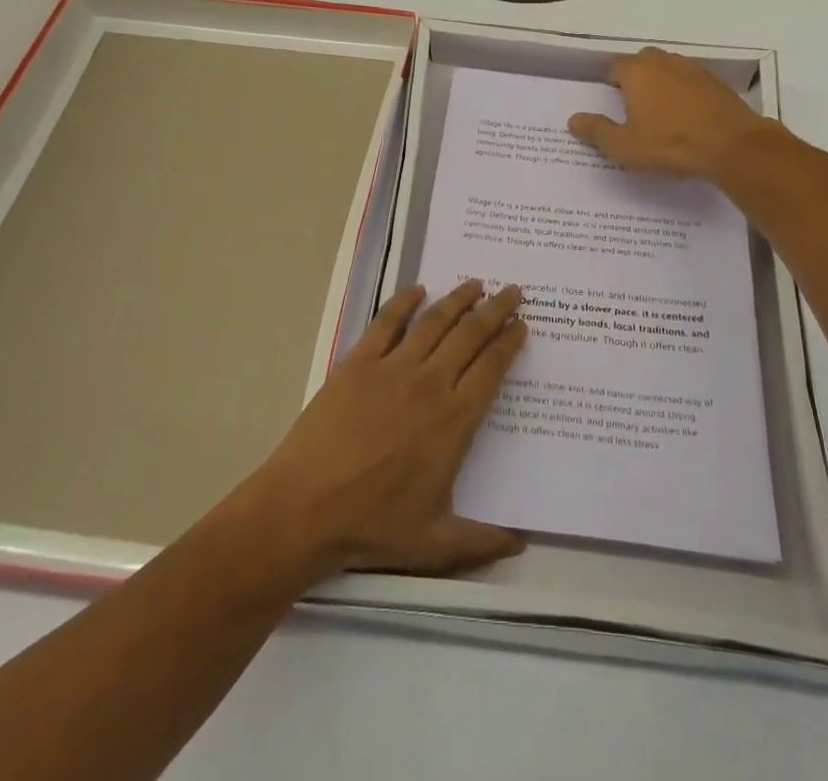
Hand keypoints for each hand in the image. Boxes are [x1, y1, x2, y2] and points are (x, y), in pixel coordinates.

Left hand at [241, 280, 527, 578]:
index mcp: (454, 420)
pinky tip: (417, 290)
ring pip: (435, 321)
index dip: (509, 343)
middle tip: (511, 291)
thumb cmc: (372, 526)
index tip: (522, 324)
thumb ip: (482, 541)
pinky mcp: (358, 362)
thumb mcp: (435, 544)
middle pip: (471, 335)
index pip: (492, 369)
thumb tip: (523, 544)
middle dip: (495, 309)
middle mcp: (431, 383)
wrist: (304, 509)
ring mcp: (393, 368)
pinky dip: (404, 302)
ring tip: (475, 284)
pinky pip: (387, 322)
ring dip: (458, 299)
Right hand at [568, 46, 768, 179]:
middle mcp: (664, 62)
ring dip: (662, 83)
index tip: (608, 98)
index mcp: (637, 72)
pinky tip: (687, 116)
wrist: (732, 146)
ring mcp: (694, 70)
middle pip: (643, 61)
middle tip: (631, 104)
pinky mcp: (717, 83)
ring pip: (670, 69)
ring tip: (659, 110)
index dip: (609, 80)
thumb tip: (573, 119)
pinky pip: (692, 82)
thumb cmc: (670, 144)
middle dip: (635, 77)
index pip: (614, 66)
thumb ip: (596, 131)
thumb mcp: (624, 146)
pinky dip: (685, 93)